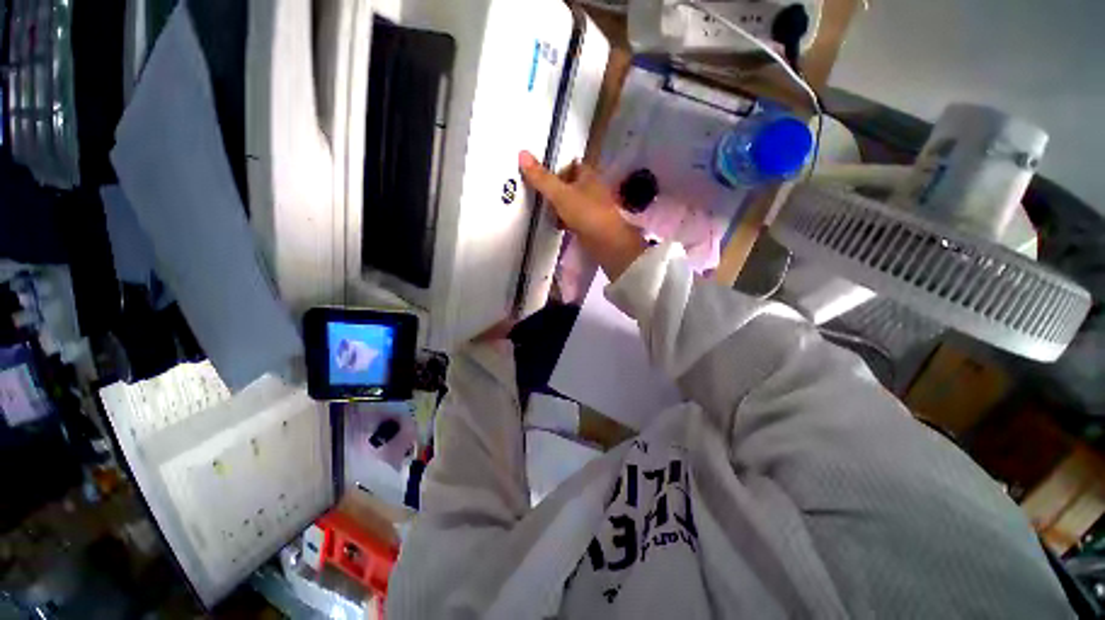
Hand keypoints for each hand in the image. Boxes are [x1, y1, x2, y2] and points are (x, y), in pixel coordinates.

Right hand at [519, 151, 646, 280]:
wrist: (607, 243)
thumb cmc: (586, 214)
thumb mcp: (560, 194)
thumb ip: (542, 178)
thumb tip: (522, 154)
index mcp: (588, 176)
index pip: (571, 165)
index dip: (556, 168)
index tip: (541, 176)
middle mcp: (592, 190)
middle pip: (570, 185)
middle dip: (555, 190)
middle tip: (540, 195)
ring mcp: (592, 208)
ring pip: (571, 203)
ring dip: (559, 207)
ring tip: (545, 211)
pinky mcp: (591, 225)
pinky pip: (574, 219)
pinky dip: (565, 221)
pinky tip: (557, 226)